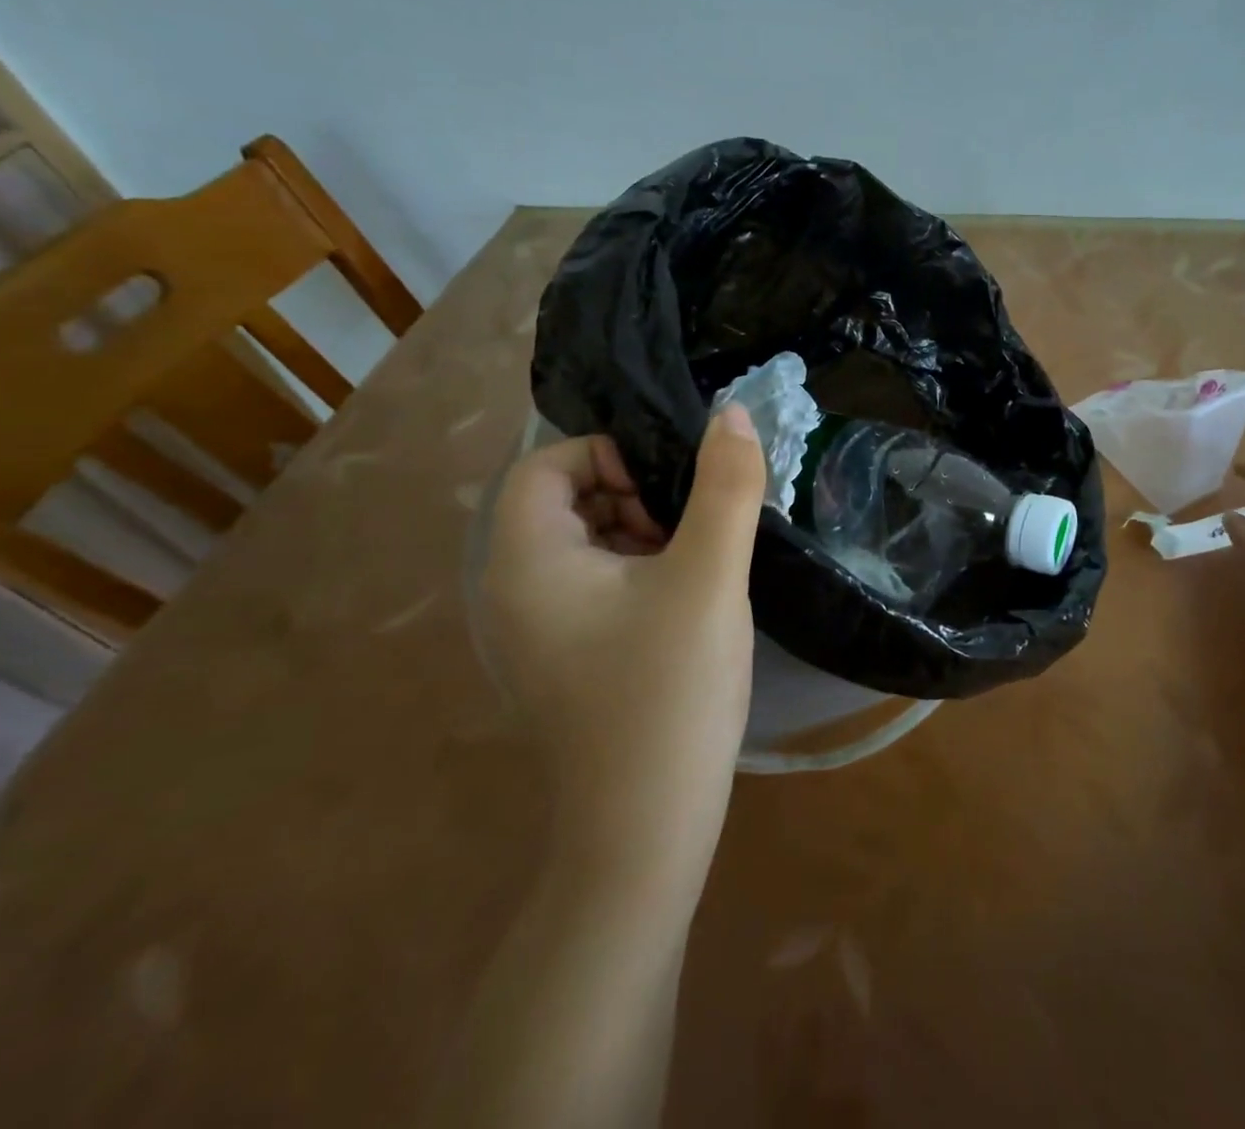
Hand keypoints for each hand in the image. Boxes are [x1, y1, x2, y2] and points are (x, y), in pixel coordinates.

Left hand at [480, 407, 765, 892]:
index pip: (548, 463)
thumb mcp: (708, 576)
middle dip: (635, 497)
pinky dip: (639, 574)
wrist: (646, 829)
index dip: (611, 456)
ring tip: (696, 568)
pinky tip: (685, 605)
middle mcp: (513, 589)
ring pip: (587, 542)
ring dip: (644, 534)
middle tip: (691, 532)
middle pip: (567, 499)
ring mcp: (536, 629)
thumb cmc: (670, 691)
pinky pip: (595, 585)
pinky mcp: (563, 657)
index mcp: (526, 559)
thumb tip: (731, 414)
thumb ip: (724, 487)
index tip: (672, 492)